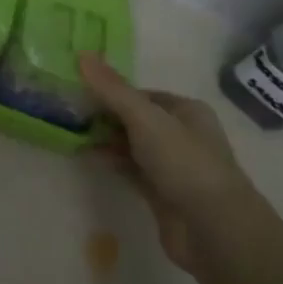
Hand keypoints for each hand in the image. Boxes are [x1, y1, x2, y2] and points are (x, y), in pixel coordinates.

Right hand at [79, 53, 254, 269]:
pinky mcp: (161, 192)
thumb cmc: (184, 163)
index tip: (78, 92)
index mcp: (186, 110)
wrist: (213, 229)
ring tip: (71, 133)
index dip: (110, 92)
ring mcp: (172, 166)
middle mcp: (182, 134)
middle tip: (69, 113)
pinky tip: (88, 157)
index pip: (141, 94)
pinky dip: (111, 161)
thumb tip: (81, 54)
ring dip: (105, 139)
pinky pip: (130, 169)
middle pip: (135, 118)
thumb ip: (112, 89)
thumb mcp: (145, 119)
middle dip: (105, 116)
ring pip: (132, 145)